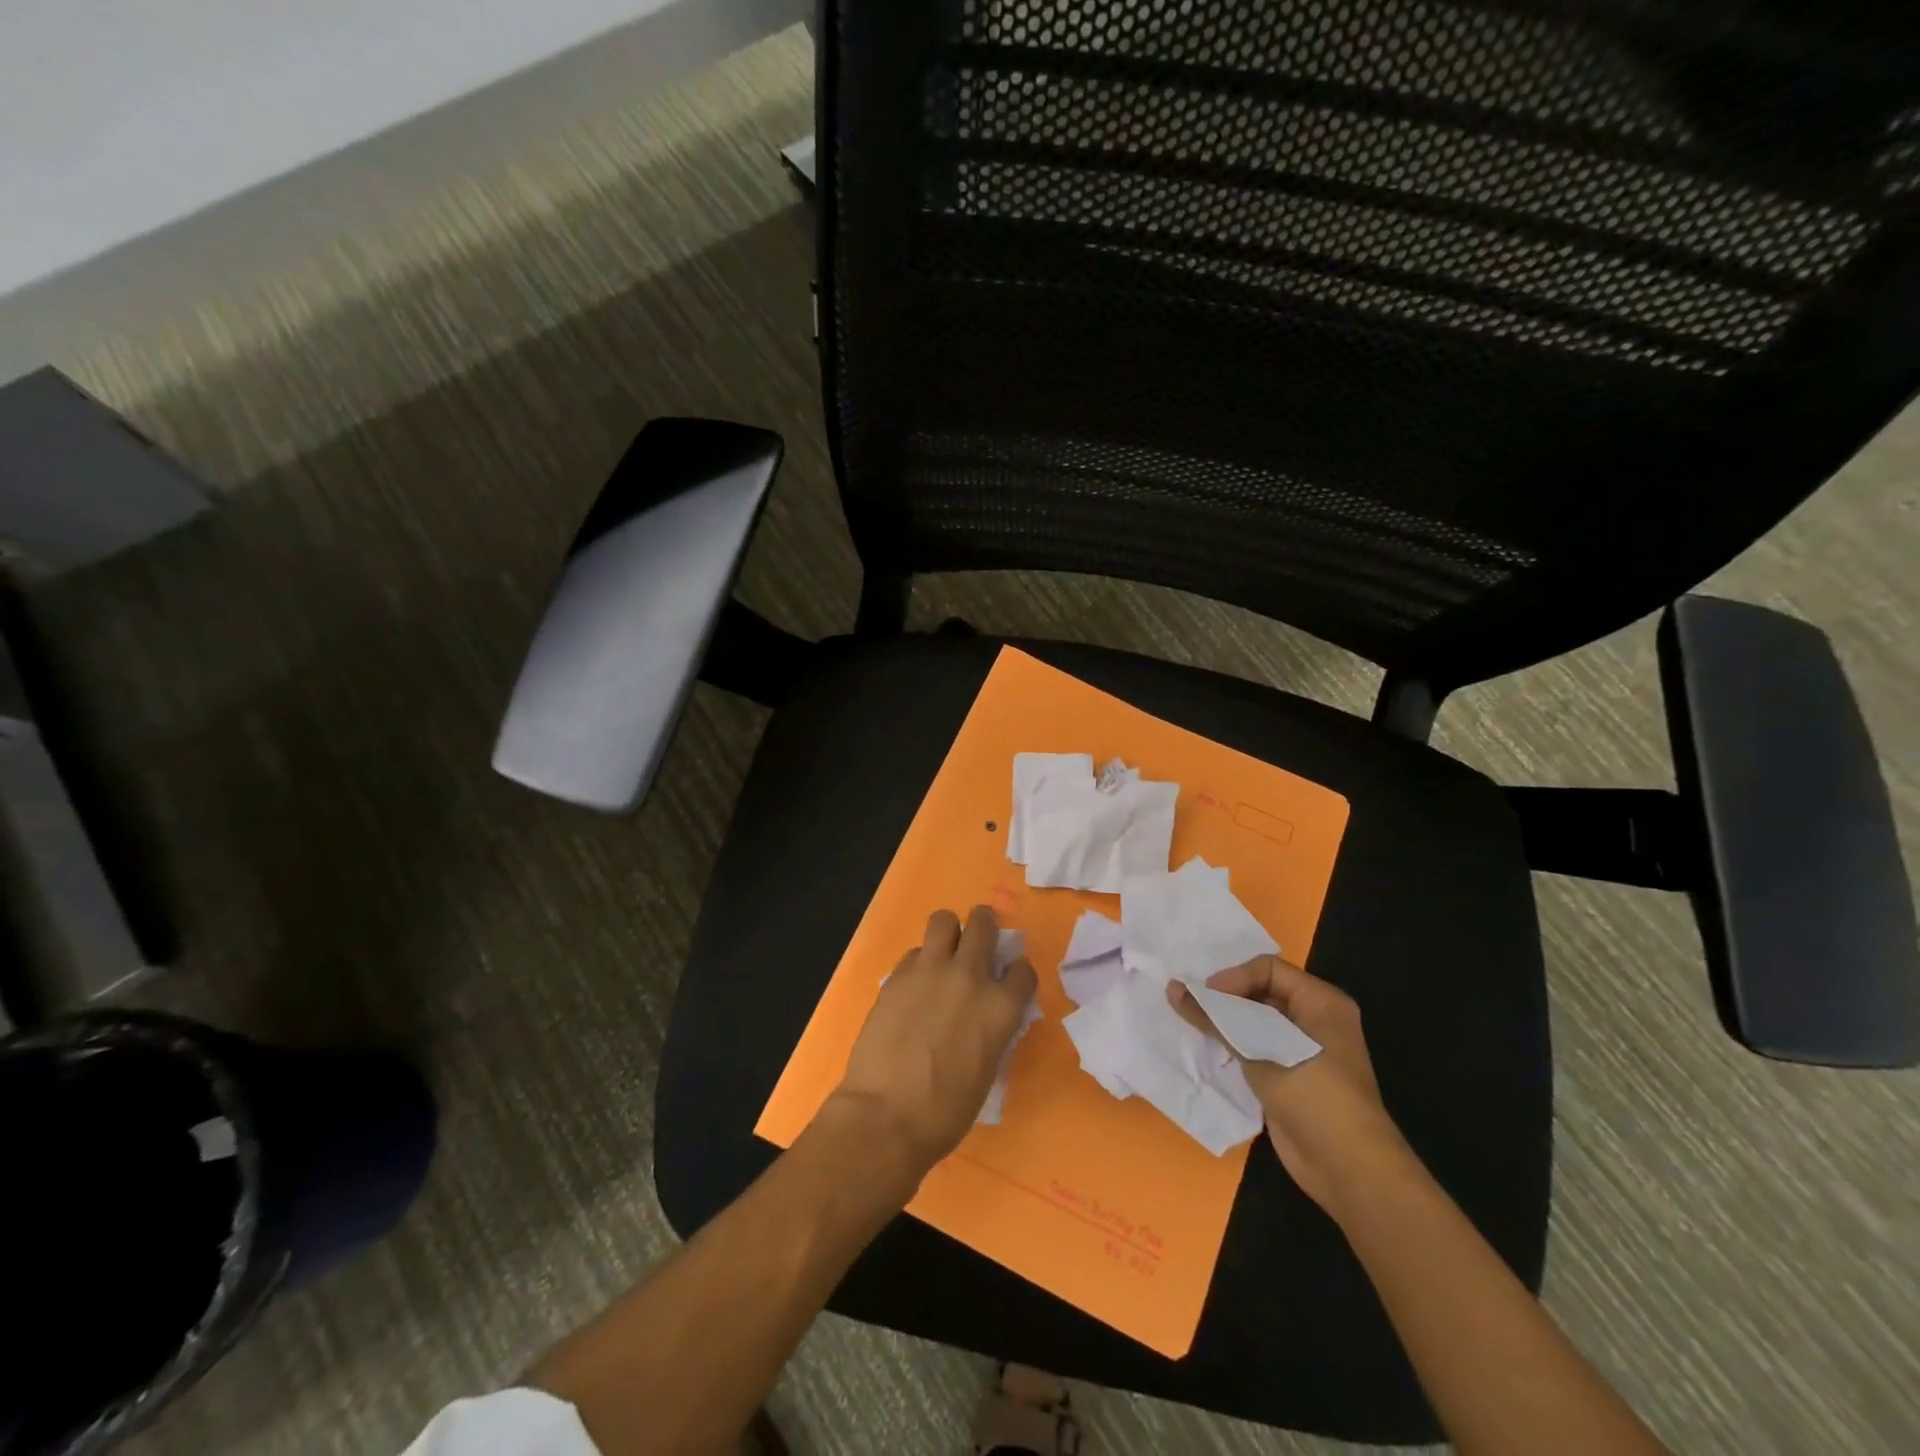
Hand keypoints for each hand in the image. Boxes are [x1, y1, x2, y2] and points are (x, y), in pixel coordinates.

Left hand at [833, 906, 1037, 1176]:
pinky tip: (914, 985)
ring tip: (944, 951)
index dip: (1016, 974)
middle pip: (983, 924)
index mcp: (1001, 1008)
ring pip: (944, 920)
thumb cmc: (945, 1111)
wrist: (886, 1116)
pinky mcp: (897, 975)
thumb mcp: (988, 1068)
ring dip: (949, 931)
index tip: (1008, 981)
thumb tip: (985, 1015)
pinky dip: (919, 962)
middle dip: (984, 927)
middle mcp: (970, 977)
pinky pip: (914, 952)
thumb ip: (992, 1029)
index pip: (1023, 970)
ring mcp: (930, 971)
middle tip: (977, 943)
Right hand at [1168, 957, 1408, 1216]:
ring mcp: (1301, 1050)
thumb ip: (1217, 1018)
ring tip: (1189, 1021)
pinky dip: (1230, 1045)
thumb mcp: (1264, 1049)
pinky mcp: (1287, 1076)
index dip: (1234, 977)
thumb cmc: (1315, 1095)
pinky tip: (1205, 1048)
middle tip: (1188, 1002)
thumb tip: (1173, 988)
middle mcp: (1313, 1020)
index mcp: (1321, 1002)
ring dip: (1224, 1022)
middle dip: (1224, 996)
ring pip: (1254, 1021)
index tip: (1204, 996)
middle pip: (1260, 991)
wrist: (1348, 1170)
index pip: (1268, 969)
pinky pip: (1253, 1048)